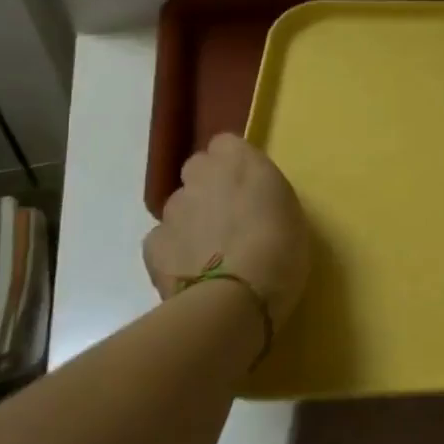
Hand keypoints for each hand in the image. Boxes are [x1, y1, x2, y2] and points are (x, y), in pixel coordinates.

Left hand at [141, 134, 309, 326]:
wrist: (236, 299)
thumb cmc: (281, 250)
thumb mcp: (290, 212)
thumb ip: (264, 195)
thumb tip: (251, 202)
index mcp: (240, 161)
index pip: (226, 144)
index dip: (235, 164)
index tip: (249, 186)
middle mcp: (200, 176)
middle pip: (198, 170)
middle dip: (209, 187)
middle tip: (230, 217)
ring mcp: (172, 210)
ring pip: (180, 206)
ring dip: (193, 220)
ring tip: (212, 252)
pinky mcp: (153, 245)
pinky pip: (164, 240)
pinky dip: (175, 251)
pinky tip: (193, 272)